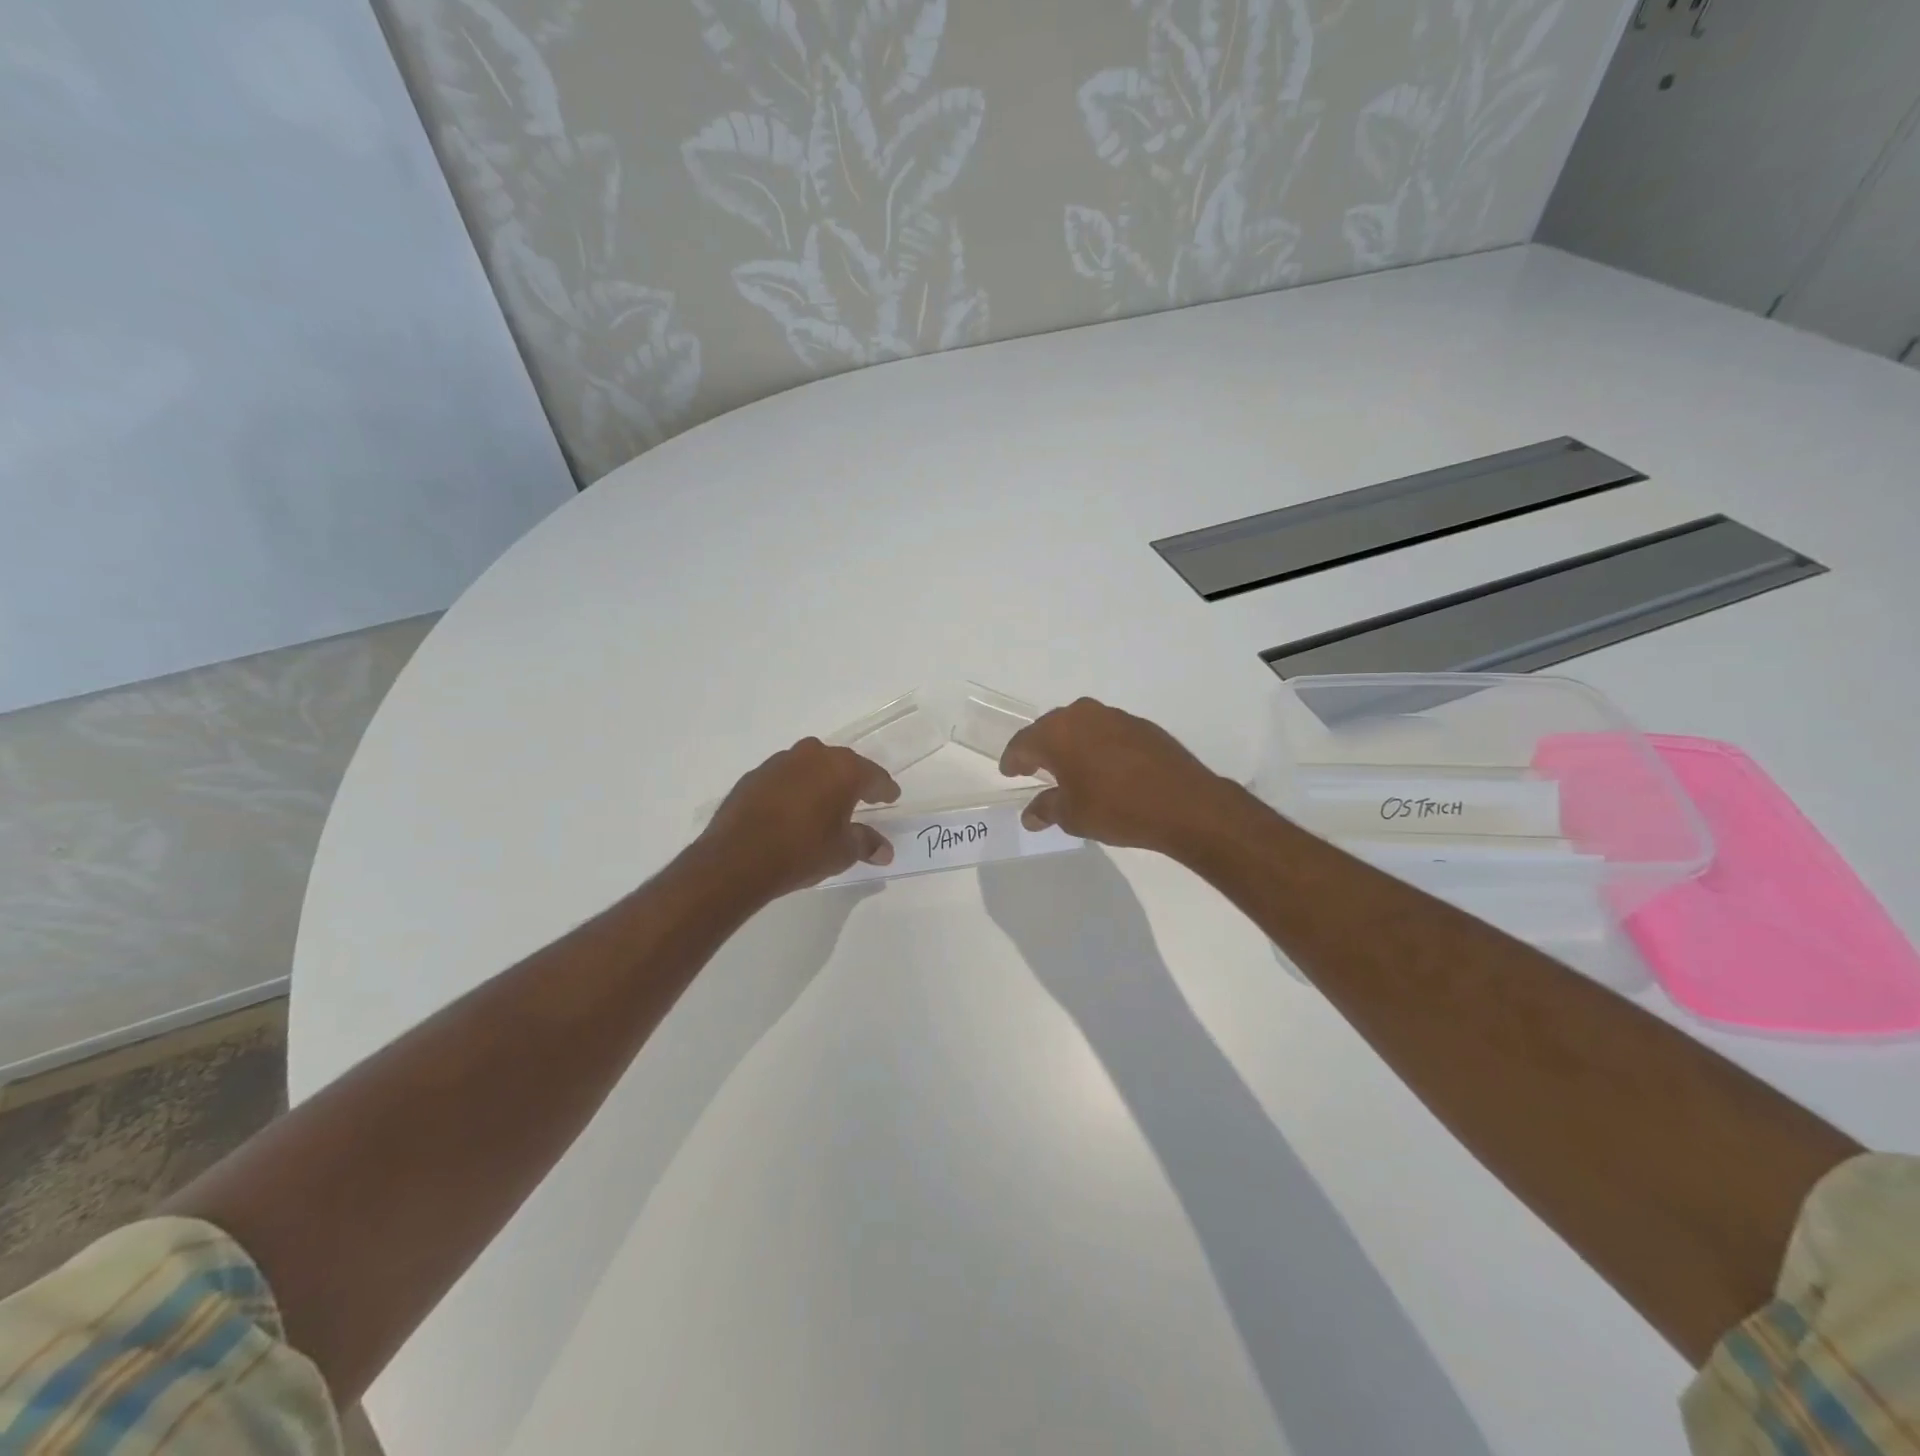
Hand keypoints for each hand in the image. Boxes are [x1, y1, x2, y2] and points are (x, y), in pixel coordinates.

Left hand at [702, 739, 900, 897]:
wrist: (737, 858)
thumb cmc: (802, 851)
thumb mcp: (843, 852)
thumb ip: (867, 844)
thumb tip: (885, 850)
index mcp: (843, 769)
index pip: (874, 776)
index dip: (885, 789)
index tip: (891, 797)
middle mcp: (814, 756)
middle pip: (842, 764)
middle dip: (853, 781)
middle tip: (861, 798)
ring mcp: (780, 762)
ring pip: (810, 766)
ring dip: (820, 781)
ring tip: (824, 804)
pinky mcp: (754, 775)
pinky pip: (785, 778)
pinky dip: (794, 789)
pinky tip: (792, 810)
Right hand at [999, 698, 1241, 854]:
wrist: (1184, 804)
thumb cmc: (1116, 808)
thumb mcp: (1072, 816)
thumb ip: (1047, 809)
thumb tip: (1031, 815)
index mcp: (1057, 733)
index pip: (1023, 743)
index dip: (1013, 760)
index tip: (1009, 771)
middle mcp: (1083, 715)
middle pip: (1051, 728)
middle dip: (1040, 748)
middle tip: (1033, 768)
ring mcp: (1115, 717)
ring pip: (1081, 726)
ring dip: (1071, 744)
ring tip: (1069, 768)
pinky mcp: (1142, 726)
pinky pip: (1107, 732)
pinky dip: (1098, 746)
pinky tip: (1104, 768)